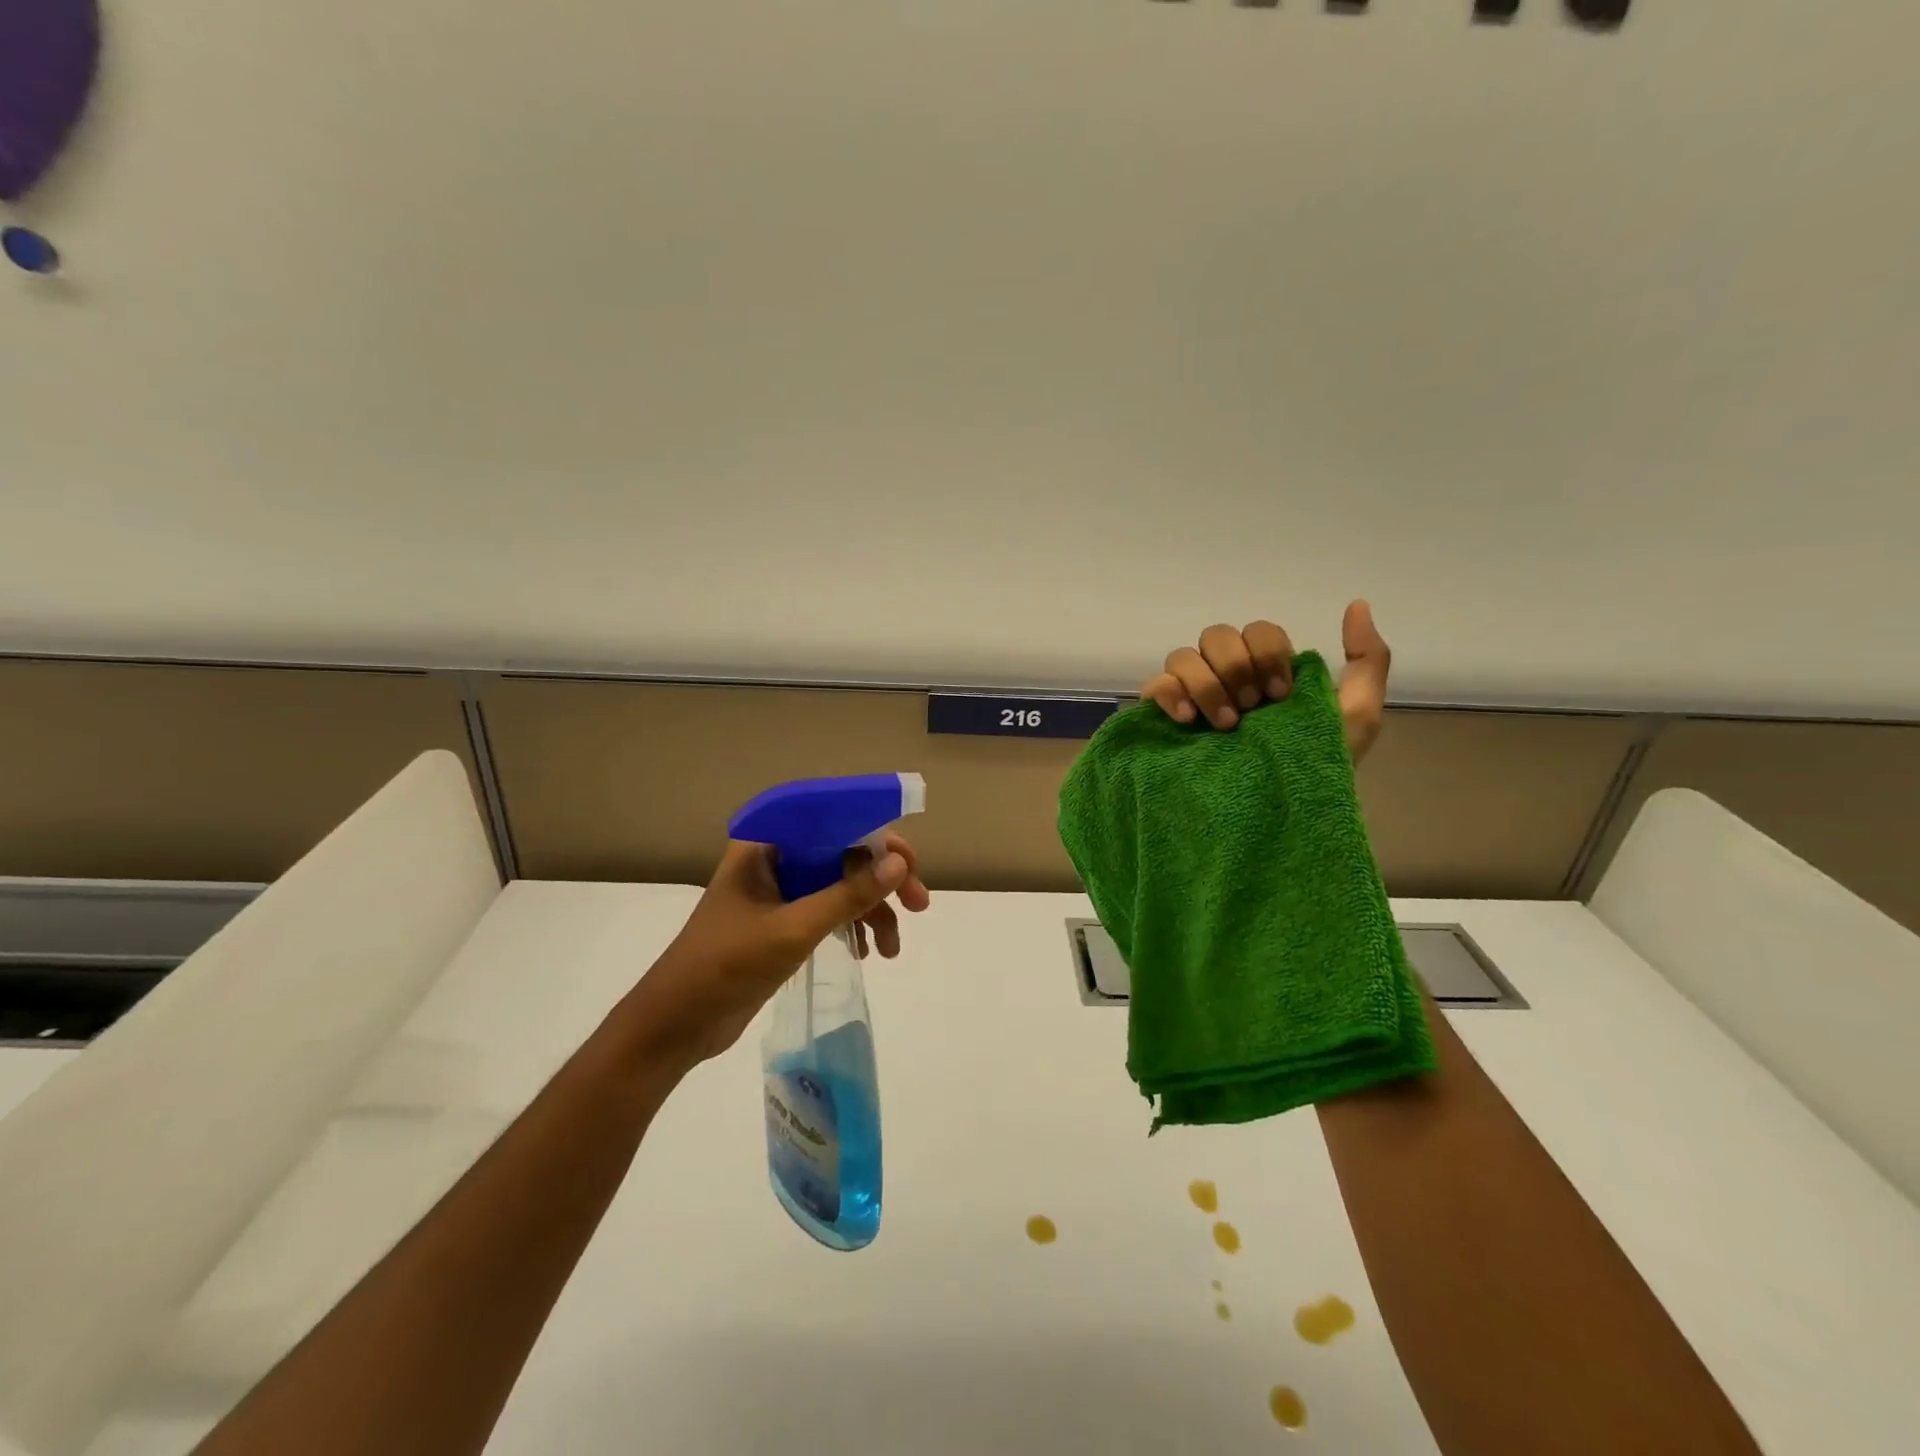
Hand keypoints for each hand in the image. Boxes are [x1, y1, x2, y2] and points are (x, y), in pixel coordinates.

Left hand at [628, 832, 930, 1065]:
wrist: (675, 1025)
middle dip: (881, 878)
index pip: (832, 818)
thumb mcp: (792, 929)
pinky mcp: (782, 920)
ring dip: (871, 909)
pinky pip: (829, 909)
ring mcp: (779, 891)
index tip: (908, 862)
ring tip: (893, 948)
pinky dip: (852, 925)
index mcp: (766, 844)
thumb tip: (899, 865)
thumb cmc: (725, 966)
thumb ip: (847, 895)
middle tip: (918, 904)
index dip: (875, 833)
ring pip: (840, 883)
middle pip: (842, 851)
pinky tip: (868, 952)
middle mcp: (775, 858)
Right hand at [1141, 600, 1392, 761]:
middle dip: (1236, 669)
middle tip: (1252, 710)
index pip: (1258, 631)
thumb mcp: (1357, 714)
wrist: (1278, 816)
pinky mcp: (1164, 718)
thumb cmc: (1318, 766)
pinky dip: (1169, 694)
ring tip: (1224, 725)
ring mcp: (1192, 696)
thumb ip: (1368, 659)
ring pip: (1183, 656)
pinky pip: (1154, 685)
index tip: (1281, 695)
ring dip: (1206, 684)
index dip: (1267, 654)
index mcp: (1265, 670)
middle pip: (1217, 636)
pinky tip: (1188, 720)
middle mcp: (1225, 676)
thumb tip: (1358, 604)